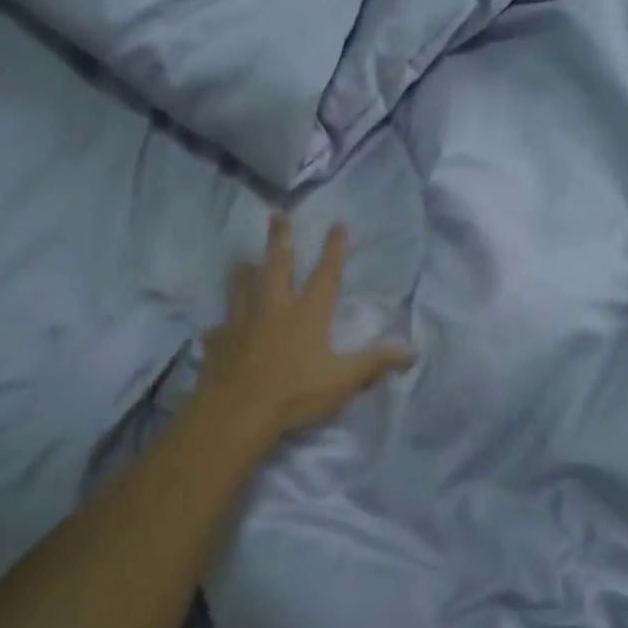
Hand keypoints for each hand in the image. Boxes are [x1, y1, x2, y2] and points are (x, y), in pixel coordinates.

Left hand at [193, 213, 415, 446]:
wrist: (236, 412)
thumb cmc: (294, 393)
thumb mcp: (342, 381)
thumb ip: (374, 363)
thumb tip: (411, 351)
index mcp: (307, 313)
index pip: (325, 274)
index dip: (333, 249)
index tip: (337, 223)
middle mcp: (273, 308)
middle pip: (276, 266)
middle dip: (279, 239)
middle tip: (276, 214)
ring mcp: (241, 323)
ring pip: (241, 288)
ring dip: (242, 273)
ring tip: (241, 260)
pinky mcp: (219, 342)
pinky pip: (218, 330)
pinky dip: (220, 328)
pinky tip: (216, 330)